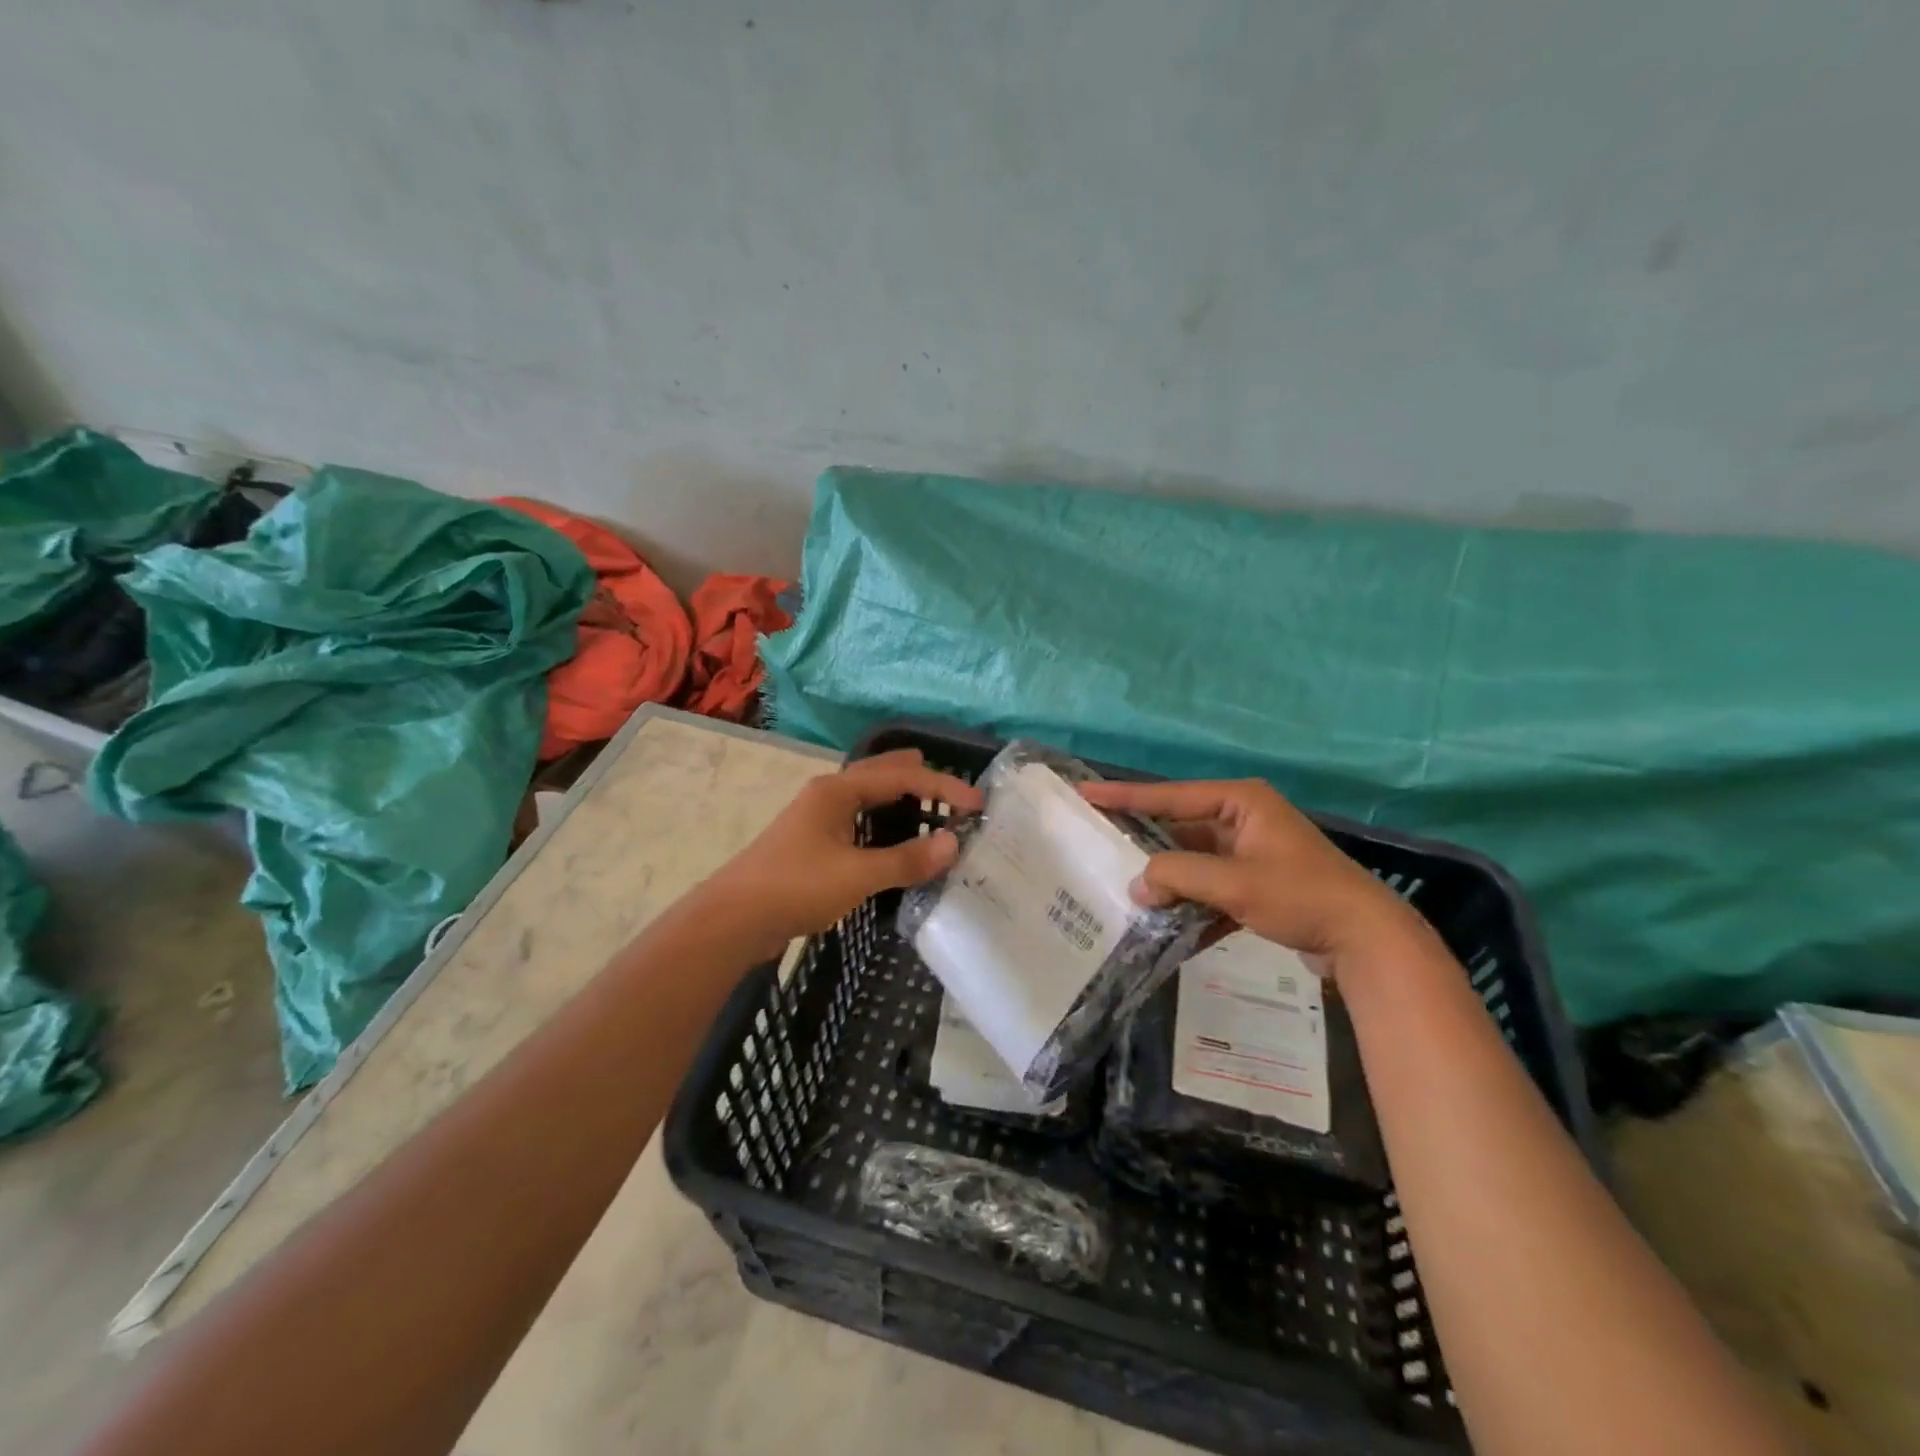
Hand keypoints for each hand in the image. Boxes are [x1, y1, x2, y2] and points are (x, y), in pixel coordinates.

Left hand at [702, 749, 983, 956]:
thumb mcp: (857, 874)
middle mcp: (827, 796)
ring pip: (866, 798)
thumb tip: (953, 843)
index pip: (901, 777)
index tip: (976, 803)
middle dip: (916, 776)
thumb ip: (906, 859)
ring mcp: (815, 820)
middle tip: (950, 783)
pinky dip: (882, 823)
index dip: (942, 787)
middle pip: (880, 775)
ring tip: (924, 801)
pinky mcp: (810, 845)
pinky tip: (889, 839)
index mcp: (837, 791)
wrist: (733, 919)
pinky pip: (857, 822)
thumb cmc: (796, 887)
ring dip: (898, 798)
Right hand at [1078, 777, 1427, 976]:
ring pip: (1193, 861)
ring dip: (1167, 880)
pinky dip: (1192, 903)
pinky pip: (1210, 886)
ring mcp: (1250, 852)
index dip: (1125, 796)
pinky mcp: (1256, 883)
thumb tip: (1137, 887)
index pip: (1170, 795)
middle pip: (1179, 827)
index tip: (1086, 794)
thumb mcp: (1235, 883)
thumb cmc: (1301, 896)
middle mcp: (1243, 819)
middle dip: (1143, 844)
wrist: (1367, 940)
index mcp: (1241, 802)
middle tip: (1098, 843)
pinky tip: (1168, 925)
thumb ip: (1179, 877)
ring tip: (1124, 890)